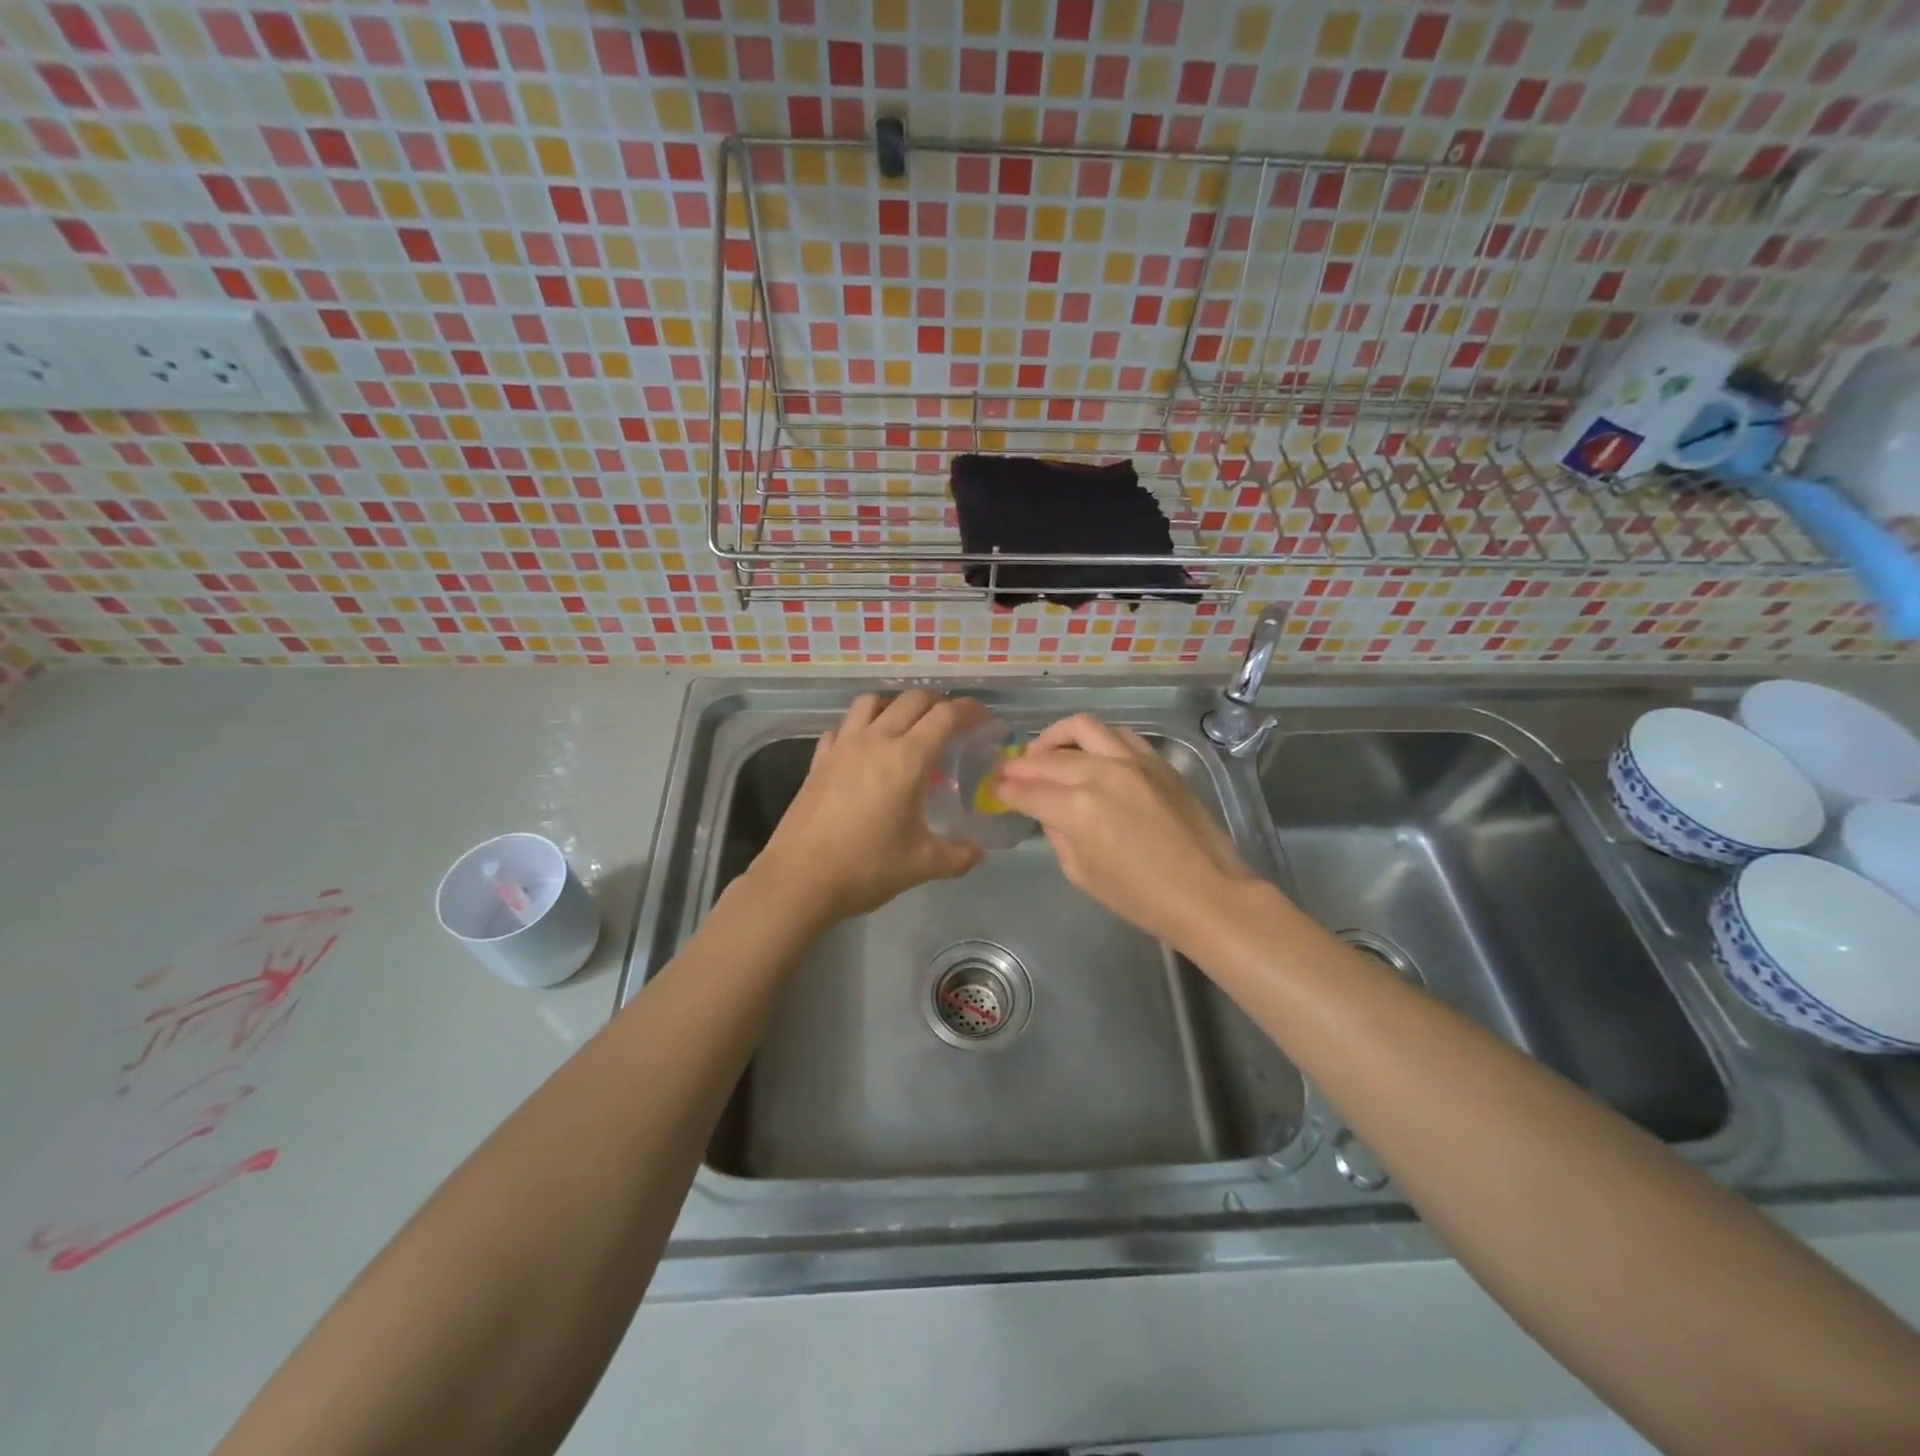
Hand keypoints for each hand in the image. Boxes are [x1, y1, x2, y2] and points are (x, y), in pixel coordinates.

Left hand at [751, 690, 987, 923]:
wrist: (799, 880)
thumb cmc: (866, 868)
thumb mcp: (922, 865)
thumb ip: (958, 855)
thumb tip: (979, 853)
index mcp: (907, 759)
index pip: (944, 716)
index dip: (968, 710)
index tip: (983, 718)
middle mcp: (874, 741)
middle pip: (910, 700)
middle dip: (936, 703)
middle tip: (951, 722)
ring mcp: (841, 747)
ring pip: (870, 703)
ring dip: (894, 705)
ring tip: (905, 727)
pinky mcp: (818, 761)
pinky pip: (841, 729)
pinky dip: (858, 729)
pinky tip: (862, 750)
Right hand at [994, 714, 1253, 949]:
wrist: (1206, 893)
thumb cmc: (1139, 897)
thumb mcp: (1081, 873)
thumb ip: (1057, 833)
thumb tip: (1047, 810)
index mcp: (1077, 808)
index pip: (1027, 790)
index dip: (1005, 789)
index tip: (994, 788)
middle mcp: (1101, 773)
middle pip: (1048, 758)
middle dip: (1021, 765)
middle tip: (1008, 771)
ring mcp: (1132, 760)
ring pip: (1082, 728)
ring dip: (1055, 738)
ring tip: (1045, 752)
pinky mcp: (1156, 760)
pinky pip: (1117, 735)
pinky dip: (1094, 740)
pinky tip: (1088, 754)